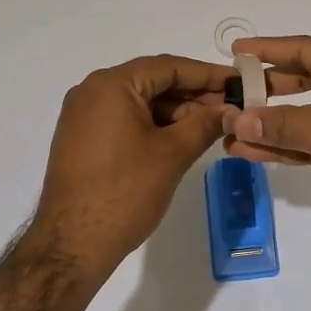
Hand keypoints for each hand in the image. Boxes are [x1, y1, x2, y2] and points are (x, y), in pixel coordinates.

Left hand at [29, 54, 232, 278]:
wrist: (72, 244)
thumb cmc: (125, 192)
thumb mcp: (173, 154)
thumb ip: (205, 124)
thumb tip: (232, 110)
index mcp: (111, 85)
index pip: (168, 66)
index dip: (207, 74)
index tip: (239, 83)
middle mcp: (92, 91)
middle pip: (153, 81)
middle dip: (193, 94)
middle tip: (231, 108)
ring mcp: (83, 116)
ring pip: (140, 102)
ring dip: (176, 112)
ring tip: (212, 126)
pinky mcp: (83, 139)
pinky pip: (125, 119)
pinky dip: (154, 125)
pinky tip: (182, 138)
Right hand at [221, 35, 310, 253]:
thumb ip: (284, 125)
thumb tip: (235, 121)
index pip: (305, 50)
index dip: (269, 50)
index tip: (235, 53)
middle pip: (302, 82)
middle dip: (265, 92)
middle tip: (227, 97)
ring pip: (304, 118)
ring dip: (270, 126)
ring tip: (228, 133)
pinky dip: (287, 148)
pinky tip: (253, 153)